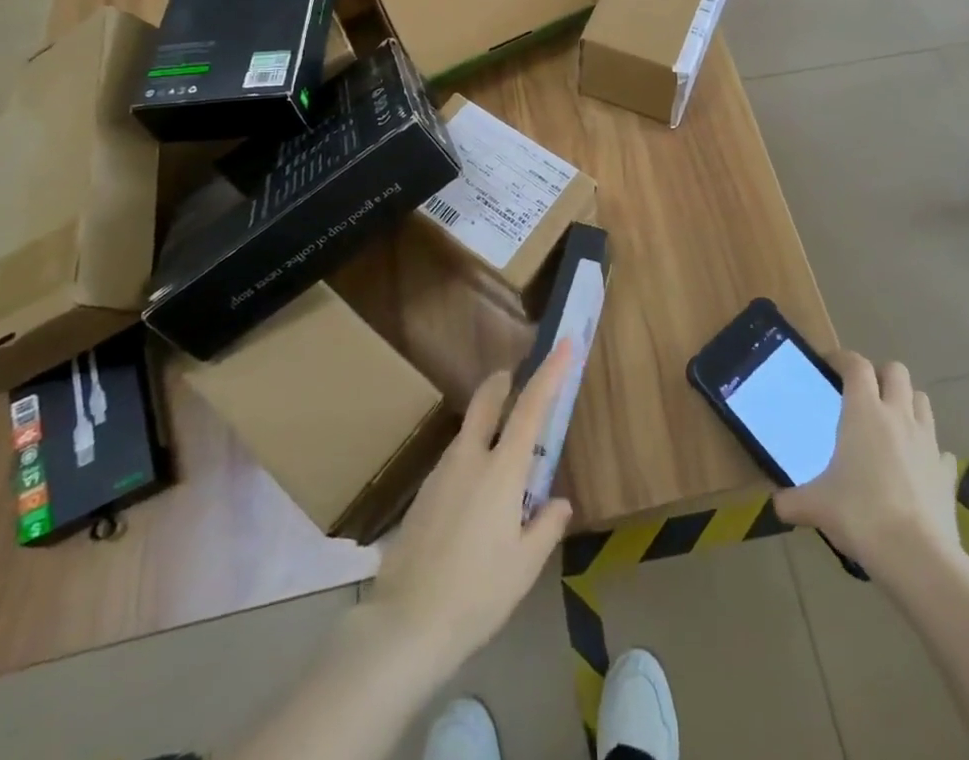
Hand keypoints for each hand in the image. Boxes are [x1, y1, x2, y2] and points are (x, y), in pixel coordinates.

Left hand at [366, 342, 575, 675]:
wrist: (406, 624)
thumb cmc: (477, 594)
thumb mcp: (524, 566)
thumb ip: (545, 527)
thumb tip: (557, 502)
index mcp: (501, 470)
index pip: (531, 408)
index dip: (550, 372)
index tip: (563, 344)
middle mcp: (469, 458)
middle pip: (486, 400)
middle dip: (502, 382)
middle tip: (516, 380)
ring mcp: (441, 473)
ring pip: (468, 432)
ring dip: (487, 427)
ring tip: (504, 466)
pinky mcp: (423, 494)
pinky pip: (454, 462)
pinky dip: (471, 461)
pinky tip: (475, 502)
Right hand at [773, 351, 960, 569]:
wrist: (918, 557)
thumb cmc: (861, 515)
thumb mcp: (816, 507)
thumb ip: (792, 501)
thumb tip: (777, 505)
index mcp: (864, 412)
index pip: (856, 365)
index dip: (842, 358)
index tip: (829, 365)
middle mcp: (898, 416)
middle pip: (896, 371)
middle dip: (880, 375)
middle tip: (863, 393)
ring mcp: (928, 443)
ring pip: (922, 401)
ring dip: (906, 403)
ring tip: (890, 422)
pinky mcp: (947, 472)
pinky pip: (940, 449)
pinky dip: (928, 450)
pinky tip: (916, 466)